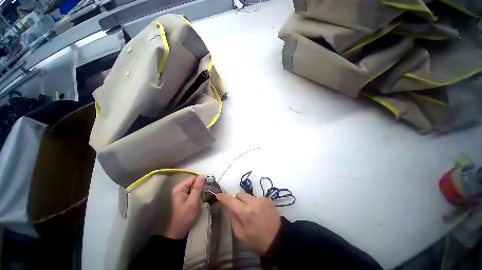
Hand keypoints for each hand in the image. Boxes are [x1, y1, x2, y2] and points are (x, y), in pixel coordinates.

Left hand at [164, 175, 204, 238]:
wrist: (180, 230)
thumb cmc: (186, 216)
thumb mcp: (193, 201)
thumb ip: (198, 188)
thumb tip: (203, 176)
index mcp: (180, 188)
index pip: (193, 178)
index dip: (201, 180)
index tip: (207, 185)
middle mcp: (180, 188)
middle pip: (193, 181)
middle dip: (200, 185)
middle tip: (205, 192)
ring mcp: (182, 192)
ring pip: (194, 185)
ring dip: (200, 189)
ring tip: (202, 196)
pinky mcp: (185, 196)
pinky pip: (194, 190)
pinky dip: (198, 193)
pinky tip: (200, 198)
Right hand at [216, 191, 280, 253]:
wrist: (278, 238)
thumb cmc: (257, 239)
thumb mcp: (241, 234)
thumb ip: (233, 218)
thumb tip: (229, 206)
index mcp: (246, 213)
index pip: (231, 201)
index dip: (224, 197)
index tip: (218, 195)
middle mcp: (253, 202)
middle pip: (240, 194)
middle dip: (237, 200)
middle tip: (240, 209)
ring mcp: (261, 199)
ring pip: (248, 195)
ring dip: (246, 201)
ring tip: (252, 212)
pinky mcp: (267, 198)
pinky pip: (256, 197)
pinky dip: (254, 202)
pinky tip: (259, 211)